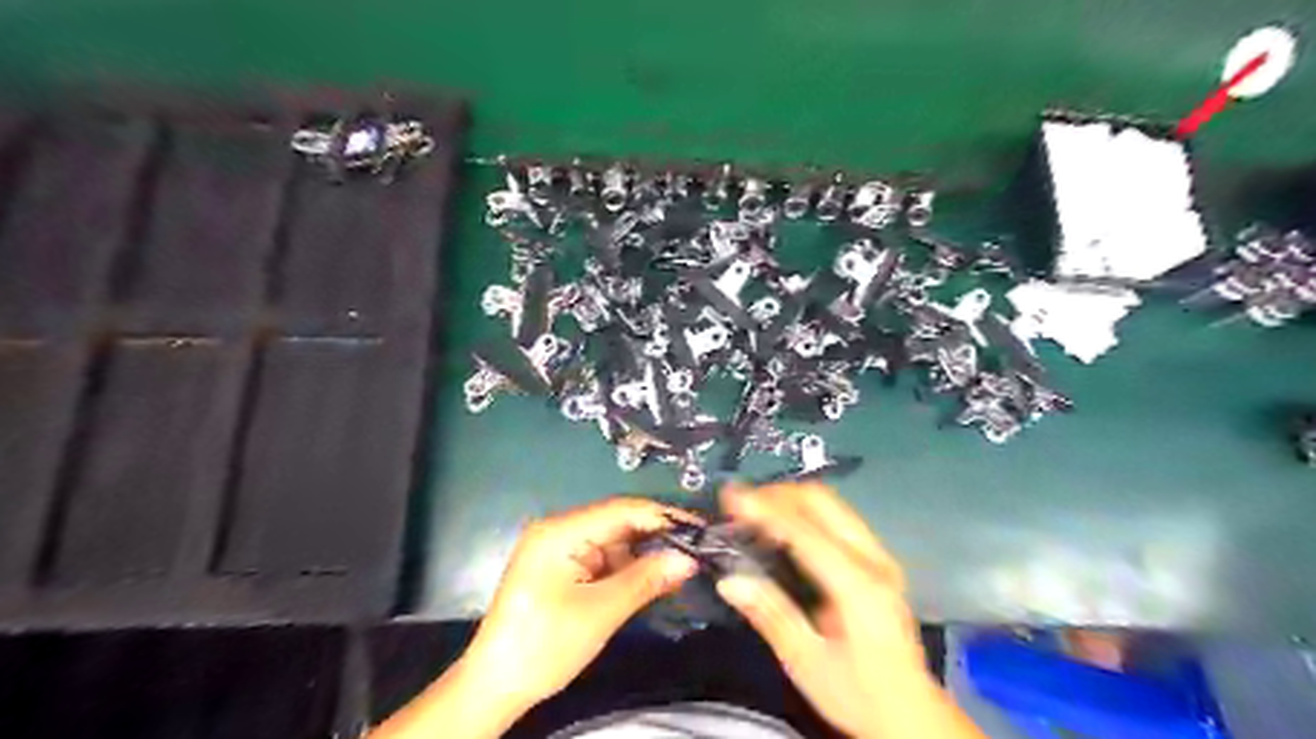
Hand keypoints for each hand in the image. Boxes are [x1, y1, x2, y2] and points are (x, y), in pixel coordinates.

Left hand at [459, 498, 696, 710]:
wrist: (496, 685)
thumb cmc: (544, 645)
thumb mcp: (600, 612)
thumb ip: (646, 580)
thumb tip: (689, 558)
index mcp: (561, 531)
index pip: (621, 510)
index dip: (663, 516)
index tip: (700, 528)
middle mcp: (560, 530)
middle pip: (618, 522)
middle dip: (657, 535)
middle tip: (699, 547)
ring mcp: (560, 549)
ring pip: (614, 541)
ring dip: (645, 554)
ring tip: (685, 563)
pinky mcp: (563, 568)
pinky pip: (604, 559)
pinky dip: (629, 568)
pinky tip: (656, 576)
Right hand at [716, 483, 981, 737]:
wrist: (913, 717)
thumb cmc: (859, 694)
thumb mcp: (807, 663)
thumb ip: (770, 614)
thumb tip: (729, 579)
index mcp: (857, 584)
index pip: (803, 530)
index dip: (763, 509)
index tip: (729, 497)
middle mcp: (873, 558)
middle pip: (822, 501)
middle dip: (776, 494)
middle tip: (739, 505)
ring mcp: (880, 556)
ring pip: (832, 504)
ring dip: (791, 500)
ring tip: (754, 513)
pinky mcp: (879, 562)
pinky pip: (838, 518)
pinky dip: (805, 514)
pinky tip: (783, 530)